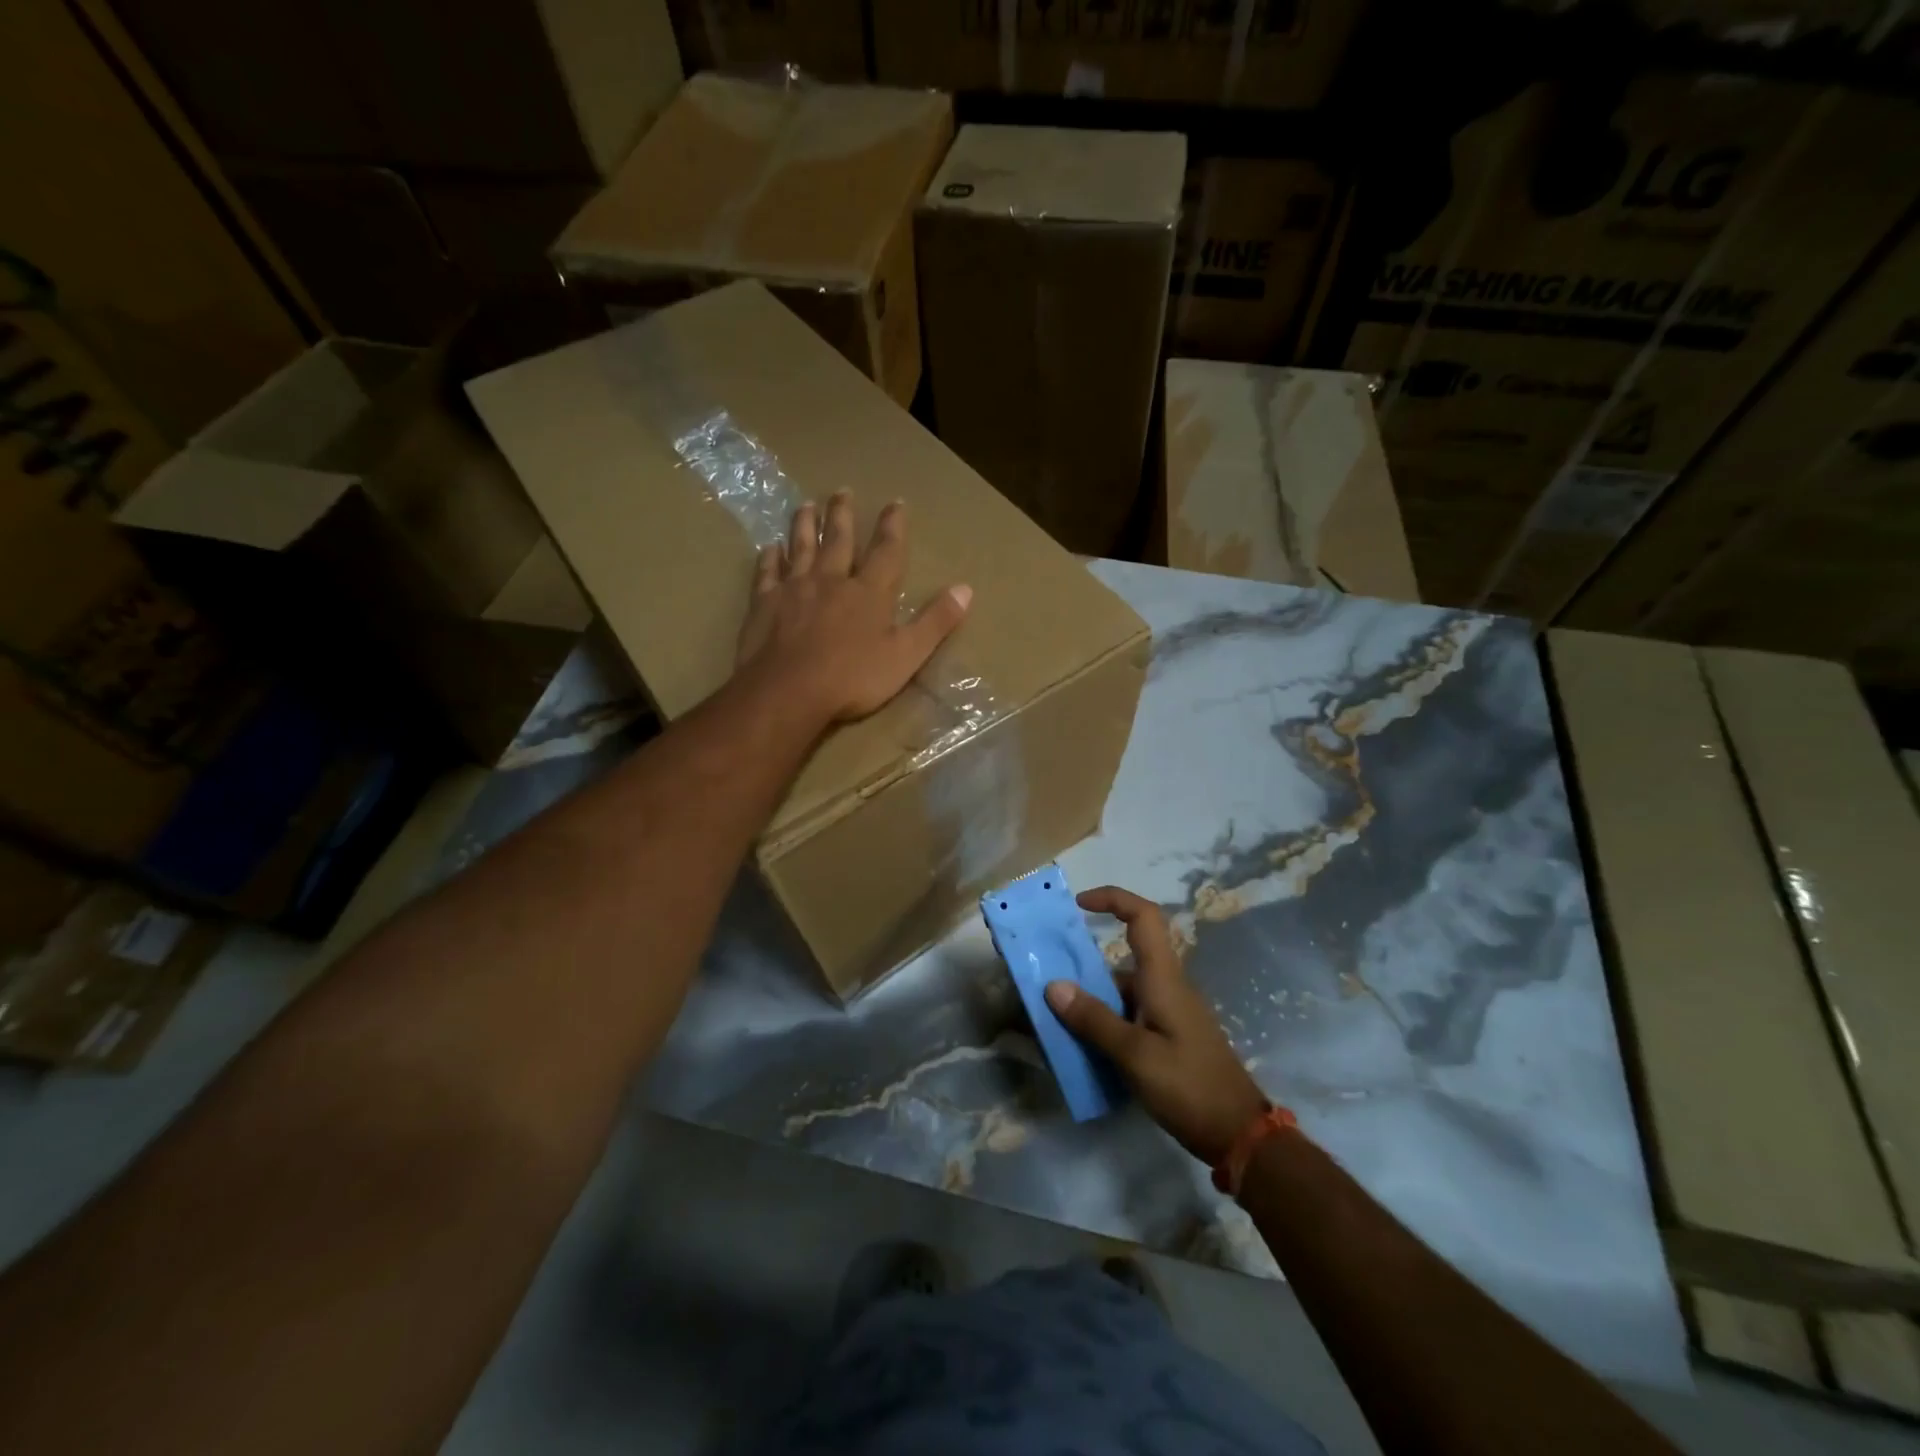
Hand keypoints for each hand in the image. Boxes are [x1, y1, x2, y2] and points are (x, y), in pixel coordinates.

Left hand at [737, 492, 971, 723]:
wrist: (789, 691)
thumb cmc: (853, 678)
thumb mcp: (906, 655)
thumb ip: (935, 622)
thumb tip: (966, 588)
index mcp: (869, 593)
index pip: (886, 552)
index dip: (892, 526)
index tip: (895, 502)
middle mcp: (831, 581)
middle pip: (837, 540)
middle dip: (842, 514)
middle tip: (841, 490)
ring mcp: (794, 589)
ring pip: (800, 548)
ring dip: (803, 525)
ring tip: (805, 505)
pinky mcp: (764, 604)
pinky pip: (766, 574)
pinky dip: (769, 559)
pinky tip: (769, 548)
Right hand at [1045, 887, 1267, 1165]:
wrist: (1239, 1135)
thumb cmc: (1189, 1087)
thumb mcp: (1135, 1055)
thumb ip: (1094, 1020)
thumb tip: (1053, 985)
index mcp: (1163, 978)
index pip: (1144, 917)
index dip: (1113, 899)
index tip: (1079, 905)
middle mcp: (1166, 986)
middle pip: (1124, 956)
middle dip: (1084, 964)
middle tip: (1047, 981)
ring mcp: (1169, 1013)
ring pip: (1122, 990)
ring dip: (1090, 1000)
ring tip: (1054, 1021)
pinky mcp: (1169, 1037)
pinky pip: (1129, 1015)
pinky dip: (1103, 1022)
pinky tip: (1082, 1048)